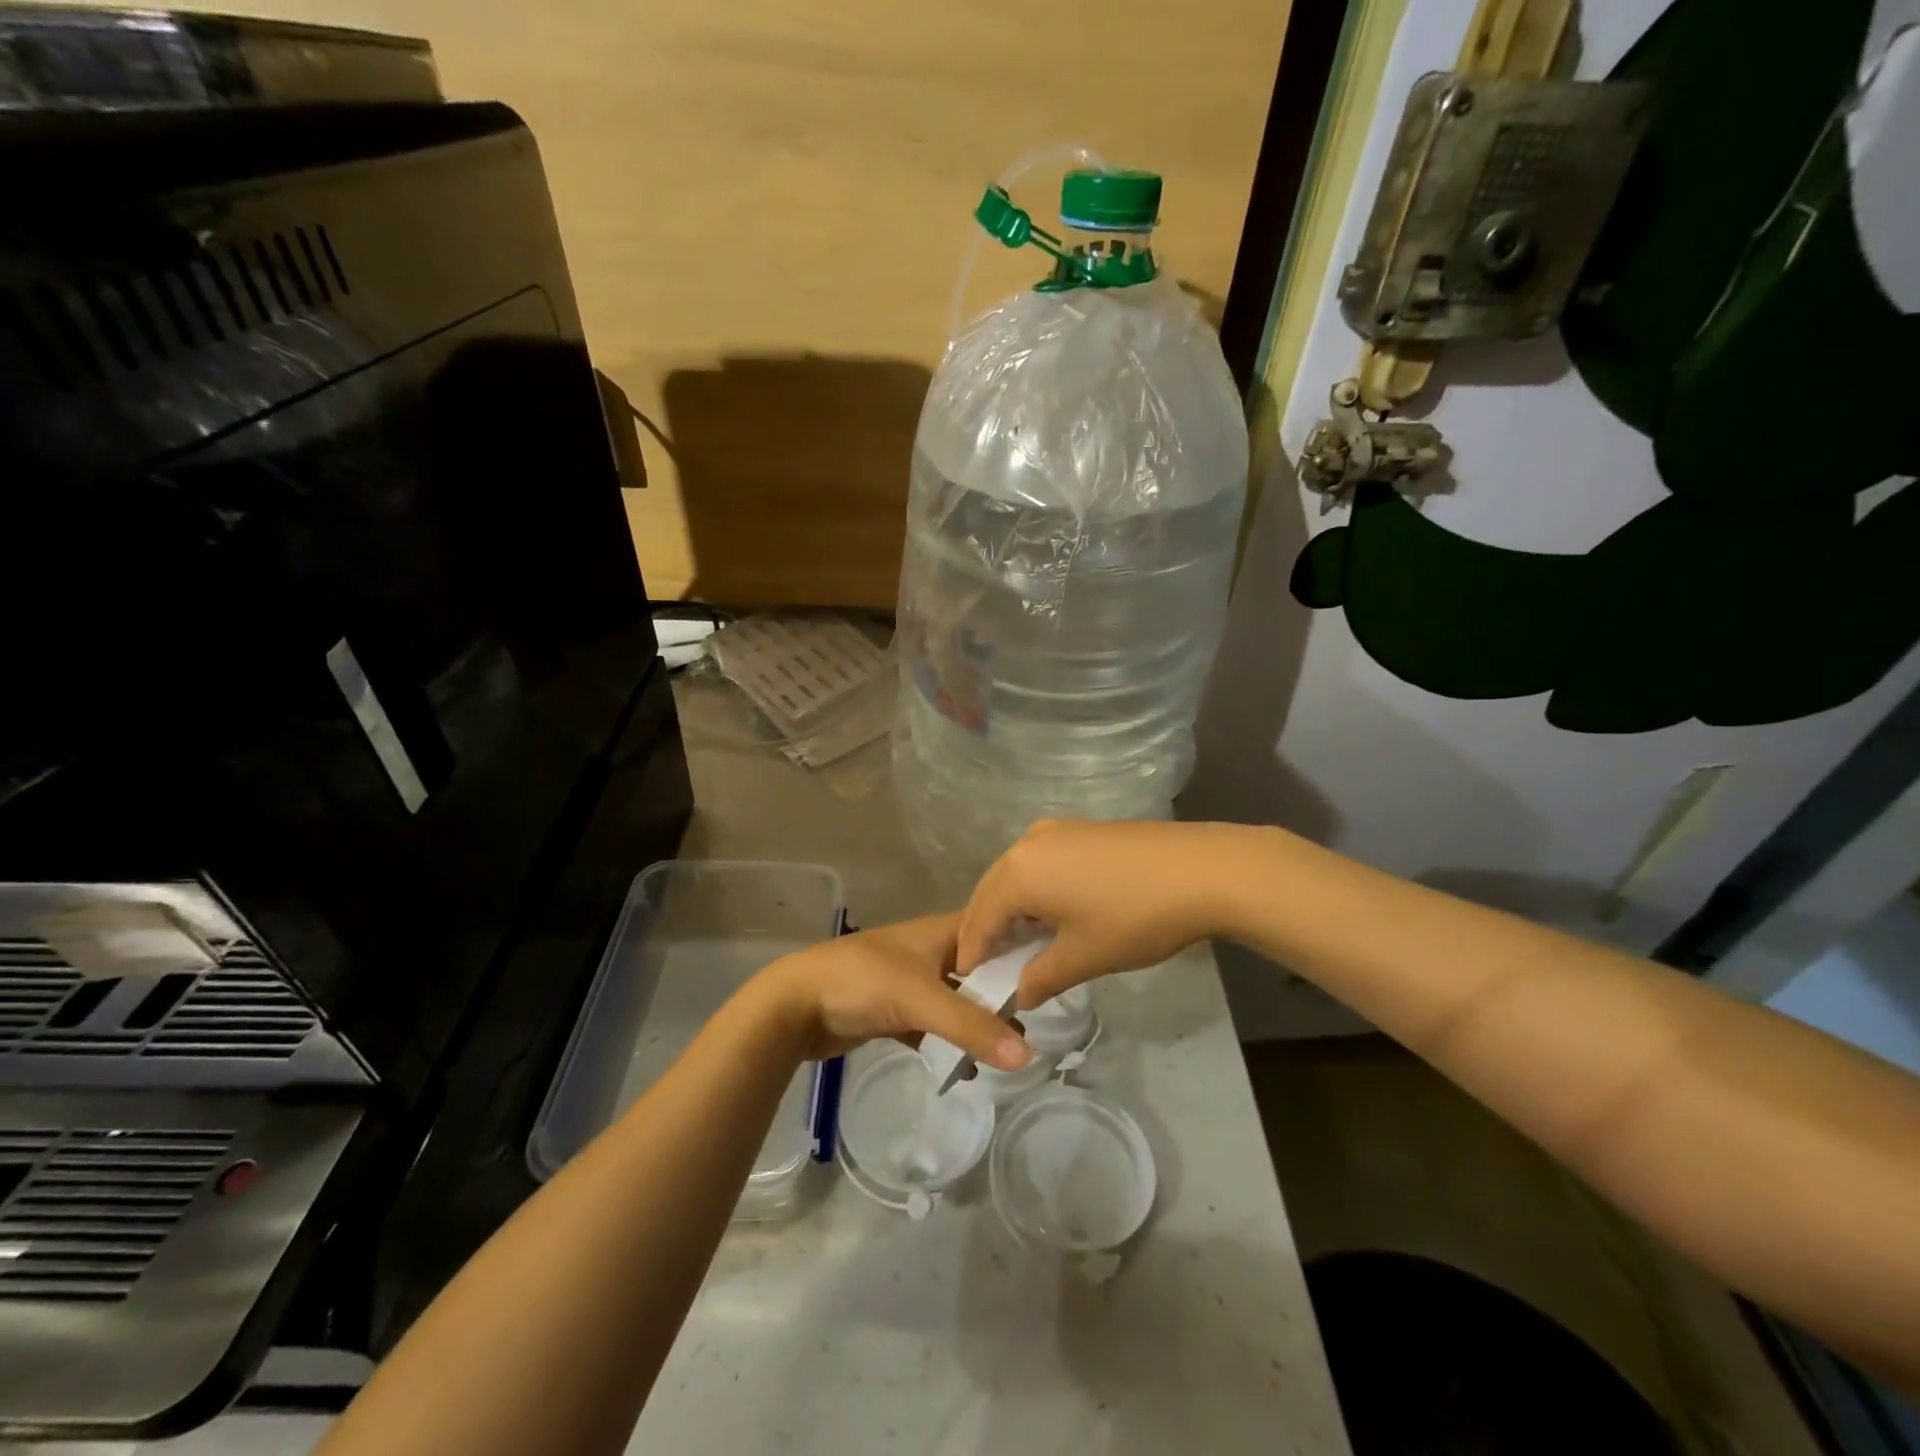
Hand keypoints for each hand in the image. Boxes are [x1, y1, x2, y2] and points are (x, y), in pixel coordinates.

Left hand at [758, 914, 1032, 1068]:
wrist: (796, 1004)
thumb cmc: (862, 982)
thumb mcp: (921, 999)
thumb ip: (972, 1026)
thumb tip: (1028, 1055)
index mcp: (941, 932)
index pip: (994, 930)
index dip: (1024, 945)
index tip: (1056, 969)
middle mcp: (931, 951)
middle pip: (979, 969)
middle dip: (1005, 993)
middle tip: (1038, 1022)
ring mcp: (911, 981)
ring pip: (957, 999)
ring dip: (979, 1021)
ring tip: (1011, 1049)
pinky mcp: (894, 1010)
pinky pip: (934, 1025)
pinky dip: (950, 1041)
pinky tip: (968, 1068)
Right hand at [958, 820, 1239, 1006]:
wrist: (1203, 869)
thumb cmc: (1134, 918)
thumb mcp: (1083, 957)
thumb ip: (1041, 977)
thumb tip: (1020, 993)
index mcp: (1019, 872)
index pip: (980, 917)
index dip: (972, 952)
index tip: (966, 981)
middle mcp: (1028, 842)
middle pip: (992, 890)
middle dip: (985, 927)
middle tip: (986, 964)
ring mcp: (1056, 830)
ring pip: (1017, 874)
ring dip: (1011, 907)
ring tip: (1017, 943)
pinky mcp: (1082, 829)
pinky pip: (1040, 863)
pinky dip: (1034, 890)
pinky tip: (1050, 912)